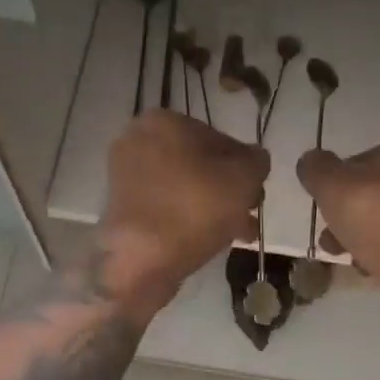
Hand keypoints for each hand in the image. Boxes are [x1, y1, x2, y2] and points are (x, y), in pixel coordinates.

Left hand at [97, 110, 268, 313]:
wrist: (142, 259)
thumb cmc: (197, 207)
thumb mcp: (245, 177)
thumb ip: (257, 161)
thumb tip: (254, 159)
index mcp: (164, 121)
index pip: (218, 138)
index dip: (244, 165)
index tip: (256, 191)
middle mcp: (139, 141)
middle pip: (200, 164)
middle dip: (228, 189)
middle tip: (249, 213)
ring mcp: (126, 176)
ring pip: (185, 187)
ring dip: (214, 207)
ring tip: (239, 233)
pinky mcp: (122, 208)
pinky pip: (167, 206)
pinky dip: (189, 218)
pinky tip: (213, 239)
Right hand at [296, 138, 379, 327]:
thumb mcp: (332, 186)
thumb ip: (316, 170)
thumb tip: (311, 161)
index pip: (362, 160)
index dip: (337, 183)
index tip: (324, 206)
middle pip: (376, 192)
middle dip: (349, 215)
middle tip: (330, 236)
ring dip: (364, 237)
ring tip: (345, 257)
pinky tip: (372, 270)